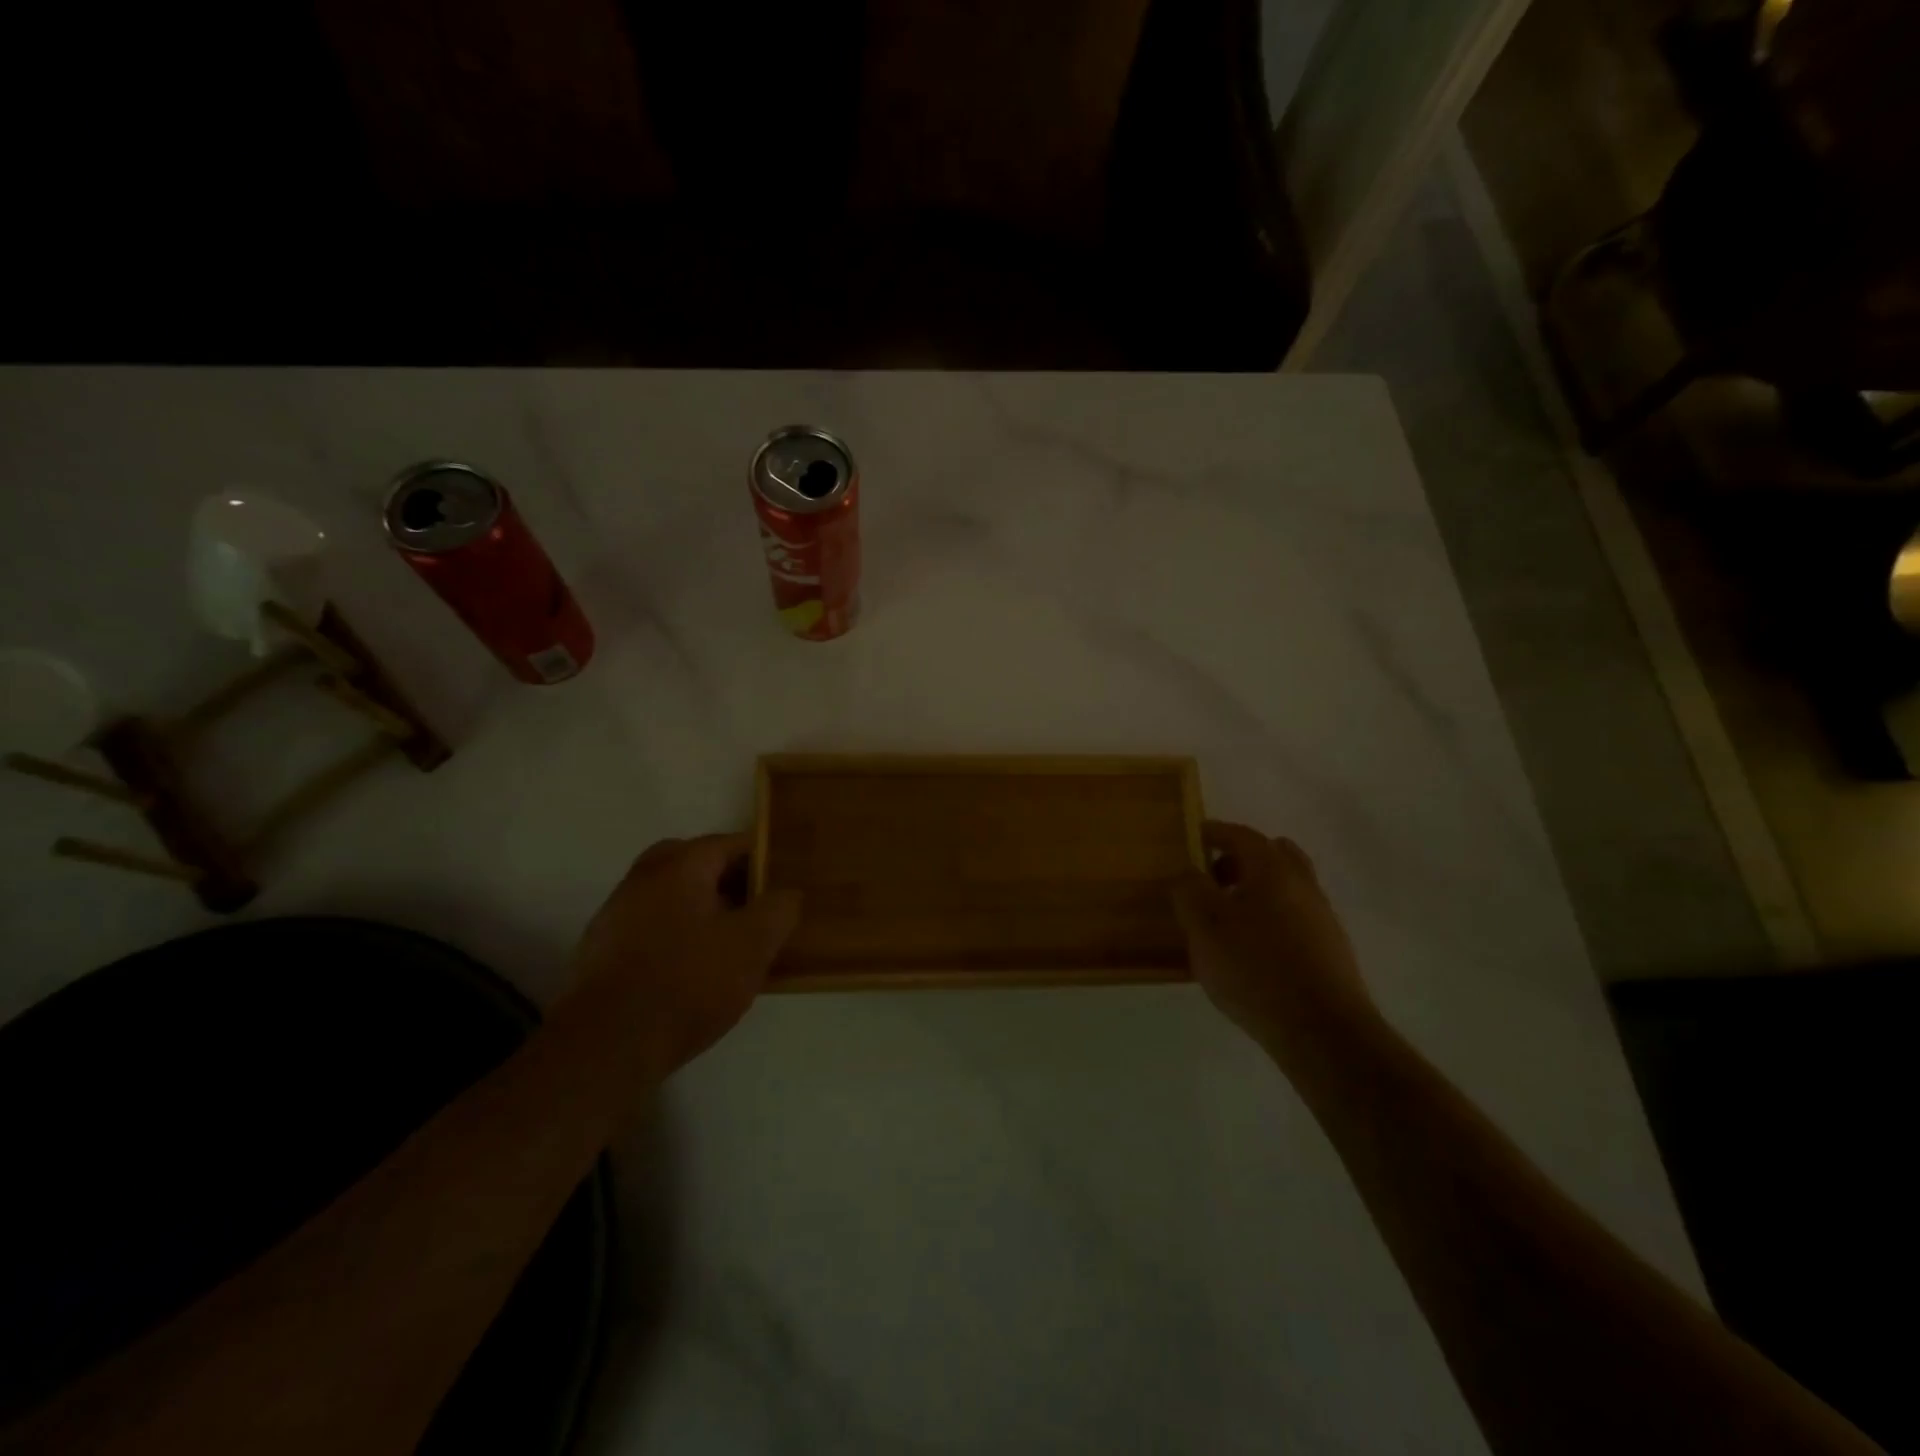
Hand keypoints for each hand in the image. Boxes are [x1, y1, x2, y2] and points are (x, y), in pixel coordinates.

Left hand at [570, 834, 800, 1076]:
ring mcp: (615, 913)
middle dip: (724, 878)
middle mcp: (642, 878)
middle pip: (692, 863)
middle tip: (751, 905)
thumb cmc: (689, 982)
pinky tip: (688, 967)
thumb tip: (787, 893)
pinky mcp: (600, 950)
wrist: (608, 1044)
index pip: (728, 843)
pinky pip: (648, 925)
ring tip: (725, 941)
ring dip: (697, 907)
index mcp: (680, 866)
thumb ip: (779, 909)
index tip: (782, 881)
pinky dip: (672, 933)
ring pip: (668, 894)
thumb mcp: (753, 945)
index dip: (760, 858)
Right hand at [1173, 821, 1377, 1065]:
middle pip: (1271, 856)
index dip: (1212, 833)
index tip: (1191, 839)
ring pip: (1284, 889)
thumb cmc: (1254, 967)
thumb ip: (1189, 889)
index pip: (1240, 835)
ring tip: (1224, 921)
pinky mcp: (1329, 951)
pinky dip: (1269, 921)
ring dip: (1255, 893)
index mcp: (1272, 868)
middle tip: (1210, 879)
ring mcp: (1321, 918)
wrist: (1322, 1031)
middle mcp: (1303, 884)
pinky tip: (1250, 952)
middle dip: (1238, 861)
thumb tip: (1188, 872)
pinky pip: (1292, 920)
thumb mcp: (1204, 924)